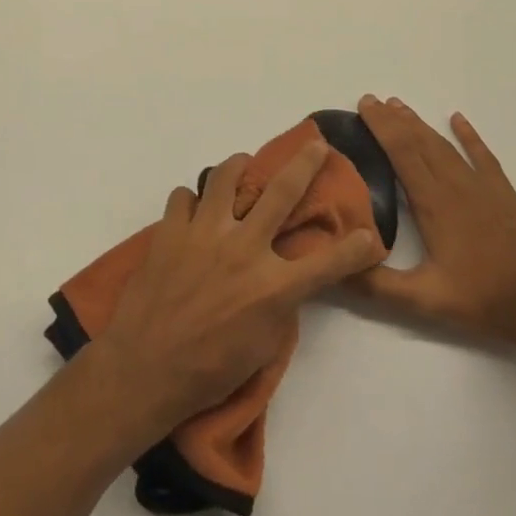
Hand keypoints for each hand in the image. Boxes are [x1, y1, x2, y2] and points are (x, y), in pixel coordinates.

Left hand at [83, 143, 384, 442]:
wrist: (145, 369)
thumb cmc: (209, 370)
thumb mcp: (262, 347)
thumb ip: (279, 306)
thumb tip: (283, 280)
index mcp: (273, 286)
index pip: (328, 262)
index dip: (355, 248)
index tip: (370, 234)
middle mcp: (244, 249)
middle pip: (282, 193)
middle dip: (306, 164)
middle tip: (316, 145)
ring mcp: (205, 233)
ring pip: (225, 177)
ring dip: (238, 165)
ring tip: (243, 164)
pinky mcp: (171, 230)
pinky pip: (183, 196)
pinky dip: (191, 200)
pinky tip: (192, 210)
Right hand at [350, 96, 515, 345]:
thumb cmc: (479, 299)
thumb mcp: (423, 299)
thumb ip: (378, 284)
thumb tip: (337, 270)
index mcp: (434, 204)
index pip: (402, 153)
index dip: (382, 127)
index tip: (365, 105)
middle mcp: (456, 186)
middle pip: (420, 142)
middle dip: (394, 119)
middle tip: (372, 100)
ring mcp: (483, 187)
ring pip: (446, 146)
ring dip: (421, 125)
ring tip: (400, 106)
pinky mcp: (504, 194)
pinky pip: (483, 156)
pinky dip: (469, 136)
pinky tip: (458, 119)